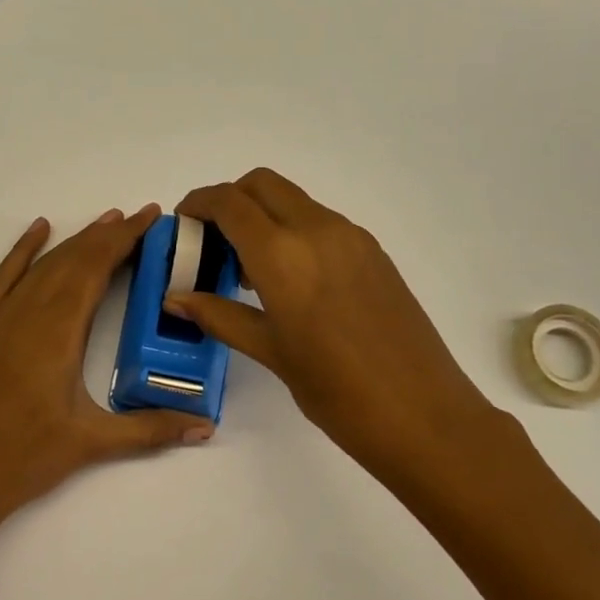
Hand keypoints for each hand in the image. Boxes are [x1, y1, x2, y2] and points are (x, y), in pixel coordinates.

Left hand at [0, 206, 213, 532]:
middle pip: (72, 259)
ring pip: (42, 265)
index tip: (149, 217)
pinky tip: (38, 230)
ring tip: (106, 222)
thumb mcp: (93, 442)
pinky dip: (22, 250)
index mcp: (57, 331)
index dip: (124, 239)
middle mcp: (26, 312)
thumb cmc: (27, 458)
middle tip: (139, 217)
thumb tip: (207, 427)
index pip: (95, 268)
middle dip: (107, 235)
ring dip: (74, 241)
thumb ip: (152, 429)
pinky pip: (2, 277)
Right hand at [168, 169, 535, 498]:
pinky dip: (292, 230)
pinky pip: (320, 221)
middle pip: (262, 184)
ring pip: (293, 200)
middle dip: (230, 199)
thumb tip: (174, 299)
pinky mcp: (373, 252)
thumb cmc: (337, 391)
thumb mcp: (270, 352)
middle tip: (213, 240)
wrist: (425, 416)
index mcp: (283, 254)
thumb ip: (219, 315)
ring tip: (249, 269)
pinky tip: (290, 280)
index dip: (199, 203)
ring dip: (263, 215)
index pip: (230, 202)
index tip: (183, 223)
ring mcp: (351, 237)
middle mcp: (317, 230)